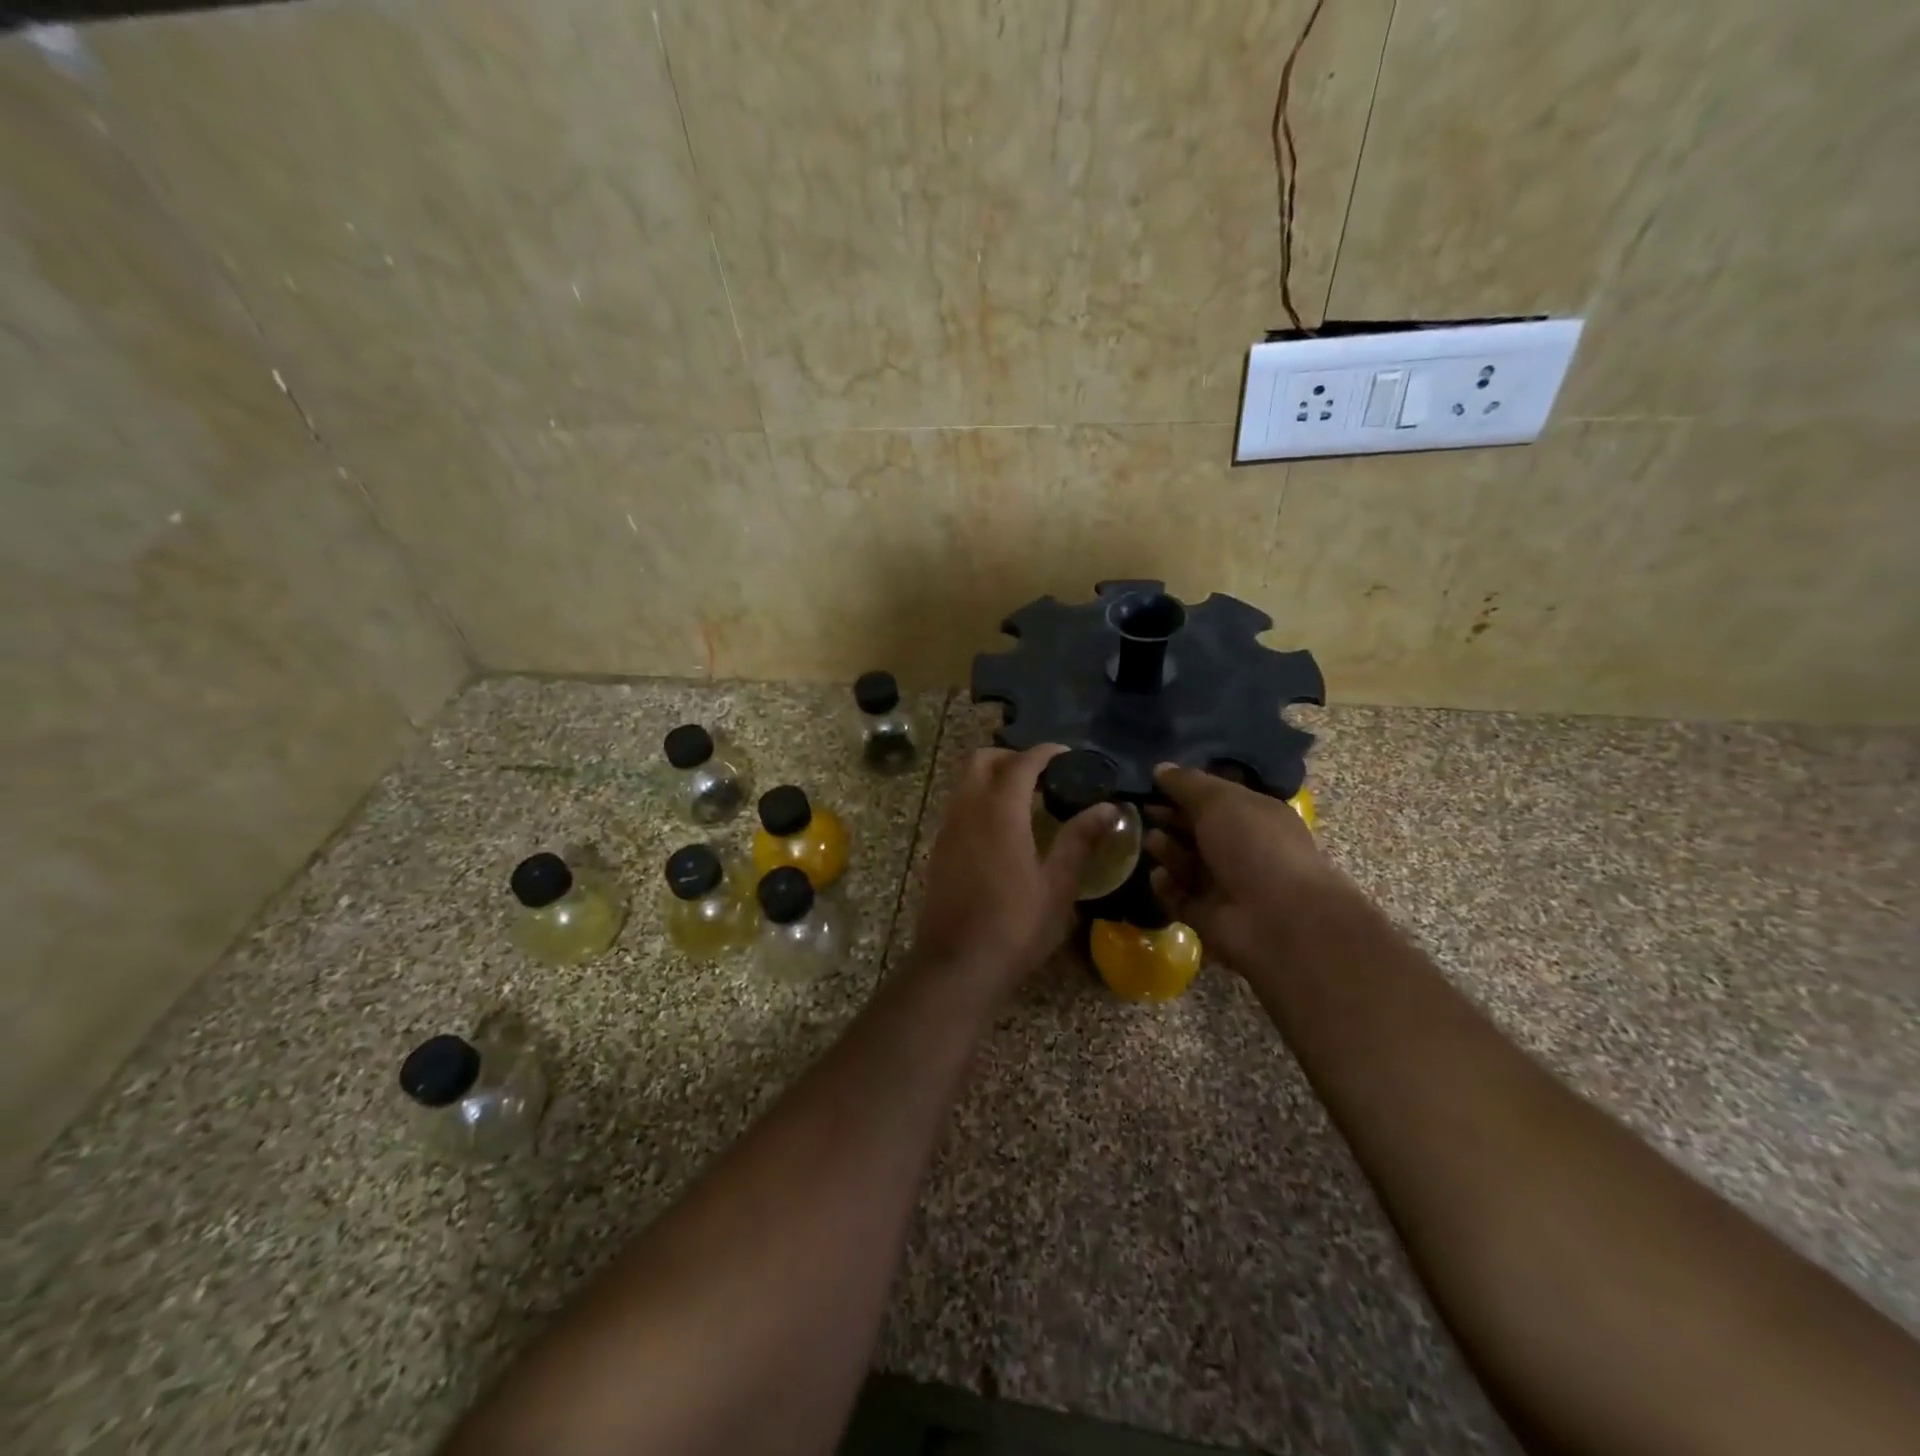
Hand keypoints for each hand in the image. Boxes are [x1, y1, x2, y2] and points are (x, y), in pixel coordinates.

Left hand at [910, 746, 1117, 991]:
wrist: (956, 966)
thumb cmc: (1014, 927)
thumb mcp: (1057, 886)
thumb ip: (1080, 841)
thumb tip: (1108, 808)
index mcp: (1000, 812)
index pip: (1021, 763)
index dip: (1045, 753)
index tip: (1068, 756)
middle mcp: (967, 810)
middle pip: (982, 761)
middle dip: (1011, 758)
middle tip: (1043, 776)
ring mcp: (947, 829)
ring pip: (965, 783)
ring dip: (992, 778)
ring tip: (1026, 800)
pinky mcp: (938, 850)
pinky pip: (958, 806)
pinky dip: (979, 800)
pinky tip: (1003, 830)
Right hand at [1146, 764, 1343, 973]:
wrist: (1276, 918)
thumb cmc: (1253, 845)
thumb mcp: (1219, 800)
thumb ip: (1187, 783)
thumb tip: (1160, 768)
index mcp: (1254, 816)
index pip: (1214, 798)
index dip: (1184, 789)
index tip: (1152, 782)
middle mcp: (1241, 848)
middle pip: (1196, 829)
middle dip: (1169, 819)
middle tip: (1142, 810)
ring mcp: (1224, 884)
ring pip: (1185, 862)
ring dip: (1166, 850)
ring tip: (1153, 841)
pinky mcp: (1207, 914)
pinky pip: (1178, 895)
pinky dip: (1167, 885)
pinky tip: (1160, 876)